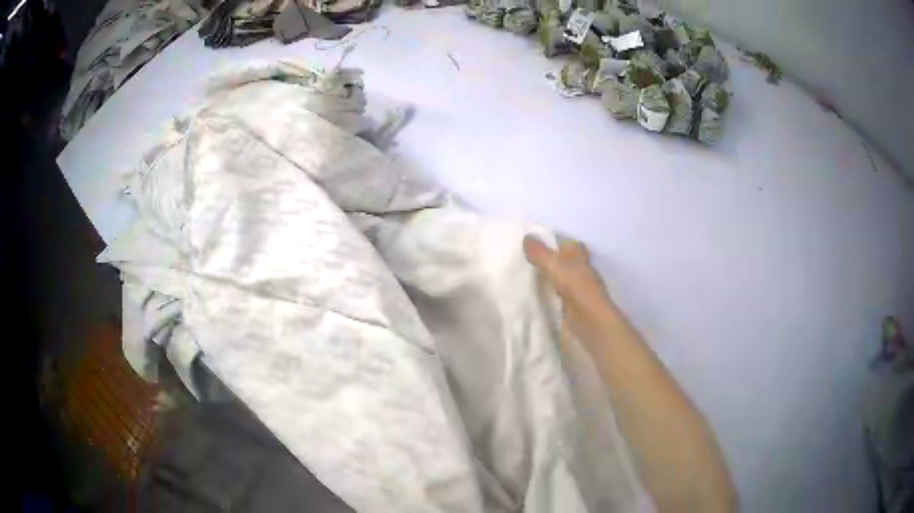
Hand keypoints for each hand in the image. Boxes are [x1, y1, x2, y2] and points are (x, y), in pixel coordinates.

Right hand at [522, 235, 611, 314]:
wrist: (589, 321)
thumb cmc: (576, 287)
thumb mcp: (554, 265)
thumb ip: (540, 253)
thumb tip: (526, 237)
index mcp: (579, 256)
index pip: (568, 244)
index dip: (555, 242)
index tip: (535, 244)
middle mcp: (581, 271)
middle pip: (565, 262)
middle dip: (550, 262)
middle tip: (526, 262)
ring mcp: (578, 290)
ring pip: (561, 280)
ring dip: (550, 279)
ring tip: (526, 279)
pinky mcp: (574, 307)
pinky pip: (559, 297)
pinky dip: (550, 296)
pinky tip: (536, 298)